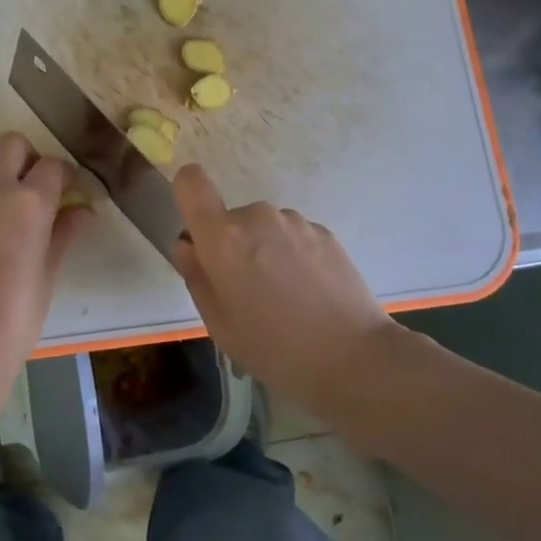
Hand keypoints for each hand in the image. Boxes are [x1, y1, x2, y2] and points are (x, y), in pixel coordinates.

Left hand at [0, 132, 92, 380]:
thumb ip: (64, 233)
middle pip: (11, 144)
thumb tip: (84, 211)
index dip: (67, 176)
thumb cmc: (14, 319)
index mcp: (27, 202)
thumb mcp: (48, 274)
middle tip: (37, 189)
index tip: (71, 192)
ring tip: (7, 204)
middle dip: (29, 158)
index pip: (53, 166)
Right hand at [170, 164, 393, 406]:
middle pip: (231, 218)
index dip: (188, 194)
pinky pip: (294, 236)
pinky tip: (311, 294)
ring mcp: (295, 221)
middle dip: (234, 246)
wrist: (352, 358)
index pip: (192, 182)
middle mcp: (257, 217)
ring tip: (286, 297)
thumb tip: (188, 245)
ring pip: (265, 228)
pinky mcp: (325, 232)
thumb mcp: (219, 324)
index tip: (198, 228)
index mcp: (223, 237)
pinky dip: (295, 256)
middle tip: (249, 292)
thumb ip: (196, 276)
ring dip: (266, 251)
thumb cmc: (274, 349)